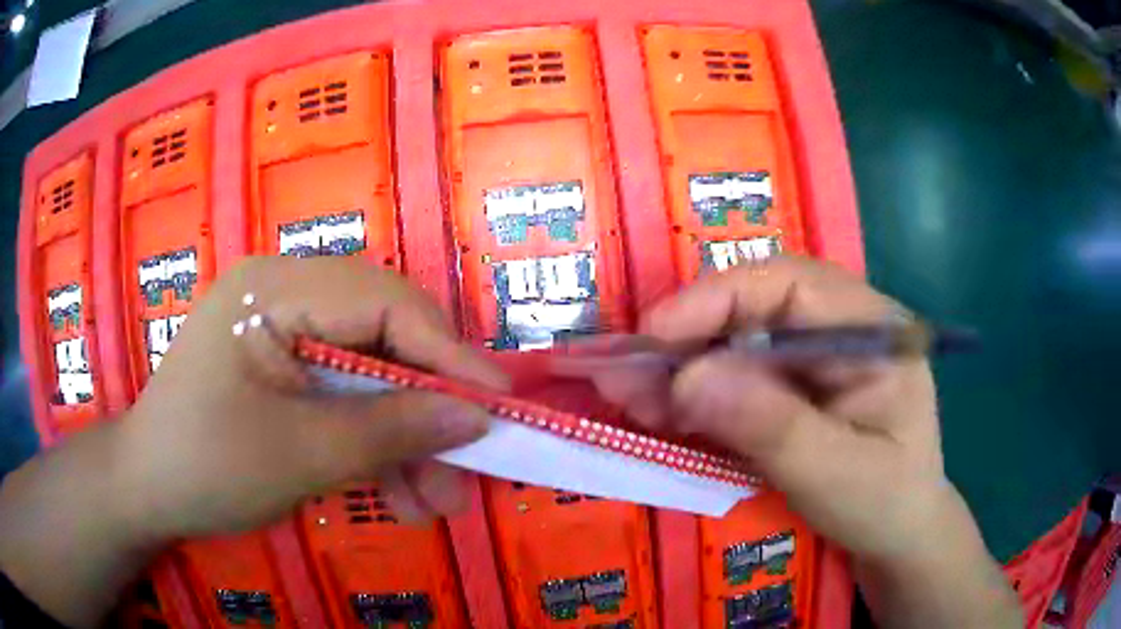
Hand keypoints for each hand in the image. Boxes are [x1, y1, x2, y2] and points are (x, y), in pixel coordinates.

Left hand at [118, 256, 507, 540]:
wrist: (148, 493)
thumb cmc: (206, 466)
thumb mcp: (300, 454)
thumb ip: (391, 431)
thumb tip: (476, 417)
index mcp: (274, 290)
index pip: (382, 303)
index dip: (446, 354)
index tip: (498, 405)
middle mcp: (284, 297)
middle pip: (382, 339)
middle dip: (427, 410)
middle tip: (468, 471)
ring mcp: (285, 335)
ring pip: (370, 377)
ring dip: (406, 441)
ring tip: (437, 505)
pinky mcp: (285, 372)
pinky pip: (345, 399)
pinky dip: (375, 447)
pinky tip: (400, 496)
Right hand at [596, 256, 1019, 626]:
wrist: (896, 538)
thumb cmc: (884, 504)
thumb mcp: (836, 474)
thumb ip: (770, 426)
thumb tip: (687, 378)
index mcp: (873, 329)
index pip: (792, 284)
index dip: (718, 298)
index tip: (657, 335)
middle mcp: (842, 328)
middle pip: (756, 306)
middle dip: (688, 338)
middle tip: (627, 374)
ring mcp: (816, 357)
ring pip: (737, 340)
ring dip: (682, 367)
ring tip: (629, 396)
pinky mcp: (794, 387)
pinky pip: (737, 376)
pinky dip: (695, 393)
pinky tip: (659, 411)